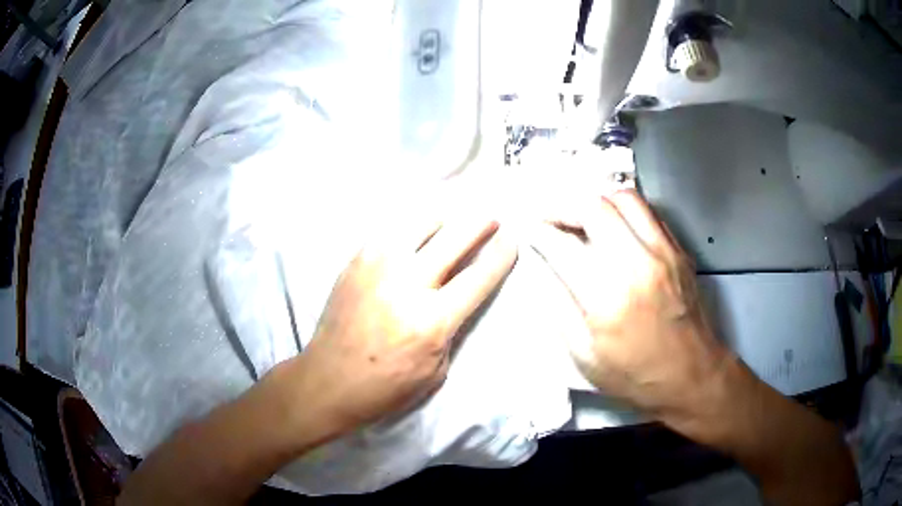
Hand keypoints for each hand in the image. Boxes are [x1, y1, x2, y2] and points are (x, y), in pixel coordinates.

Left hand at [289, 211, 517, 435]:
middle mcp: (406, 284)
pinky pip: (391, 231)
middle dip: (479, 223)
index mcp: (431, 321)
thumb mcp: (435, 370)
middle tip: (490, 217)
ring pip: (421, 223)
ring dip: (444, 219)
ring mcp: (377, 267)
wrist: (328, 380)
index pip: (478, 277)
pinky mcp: (356, 261)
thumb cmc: (386, 387)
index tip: (512, 238)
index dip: (501, 254)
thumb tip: (457, 295)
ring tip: (453, 220)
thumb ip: (450, 328)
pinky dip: (412, 229)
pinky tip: (417, 233)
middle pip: (454, 238)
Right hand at [531, 190, 728, 425]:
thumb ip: (560, 307)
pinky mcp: (678, 251)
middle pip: (595, 208)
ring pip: (625, 199)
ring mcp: (663, 253)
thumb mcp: (585, 357)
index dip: (540, 232)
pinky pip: (649, 213)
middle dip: (565, 207)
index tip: (529, 229)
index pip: (564, 246)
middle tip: (552, 218)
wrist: (691, 375)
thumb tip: (543, 269)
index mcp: (608, 299)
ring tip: (583, 217)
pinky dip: (624, 211)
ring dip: (597, 201)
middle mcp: (637, 265)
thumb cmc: (635, 375)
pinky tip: (615, 226)